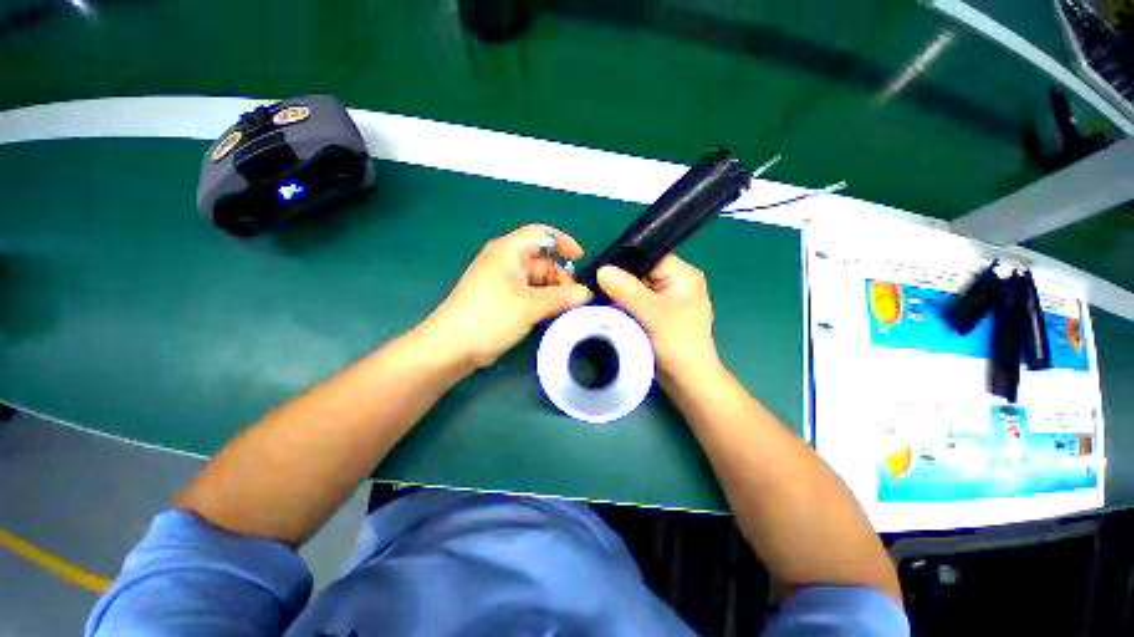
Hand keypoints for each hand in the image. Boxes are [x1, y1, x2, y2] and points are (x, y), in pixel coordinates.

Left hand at [421, 225, 592, 369]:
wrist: (452, 347)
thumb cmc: (490, 317)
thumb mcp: (530, 305)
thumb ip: (562, 297)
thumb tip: (587, 293)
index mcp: (509, 251)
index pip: (541, 234)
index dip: (563, 242)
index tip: (580, 259)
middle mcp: (506, 262)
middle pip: (542, 261)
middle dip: (560, 278)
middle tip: (573, 300)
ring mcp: (504, 281)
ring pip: (537, 280)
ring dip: (553, 293)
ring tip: (565, 311)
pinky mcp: (503, 299)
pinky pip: (529, 294)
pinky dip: (542, 302)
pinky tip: (552, 316)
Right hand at [596, 255, 720, 381]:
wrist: (686, 380)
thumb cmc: (678, 344)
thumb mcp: (653, 315)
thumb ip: (628, 291)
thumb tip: (602, 270)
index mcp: (683, 276)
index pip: (650, 256)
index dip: (625, 260)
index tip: (600, 268)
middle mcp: (674, 283)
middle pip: (640, 272)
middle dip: (618, 279)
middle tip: (592, 285)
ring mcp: (664, 299)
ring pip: (634, 288)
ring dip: (617, 294)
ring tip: (594, 296)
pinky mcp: (655, 314)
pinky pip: (634, 302)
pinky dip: (621, 305)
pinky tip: (605, 308)